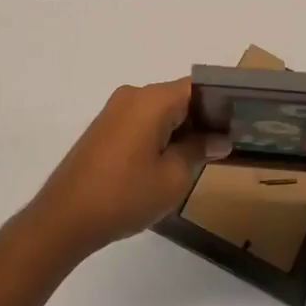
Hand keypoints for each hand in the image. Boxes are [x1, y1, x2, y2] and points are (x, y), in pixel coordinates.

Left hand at [31, 79, 224, 256]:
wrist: (65, 218)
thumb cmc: (125, 195)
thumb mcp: (173, 177)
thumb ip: (200, 150)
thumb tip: (220, 139)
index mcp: (151, 100)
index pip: (197, 87)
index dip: (221, 103)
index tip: (240, 122)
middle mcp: (132, 96)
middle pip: (178, 97)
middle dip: (203, 119)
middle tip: (228, 144)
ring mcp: (115, 111)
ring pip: (160, 111)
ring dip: (181, 129)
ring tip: (203, 156)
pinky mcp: (104, 129)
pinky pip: (142, 122)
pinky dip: (161, 135)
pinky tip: (171, 162)